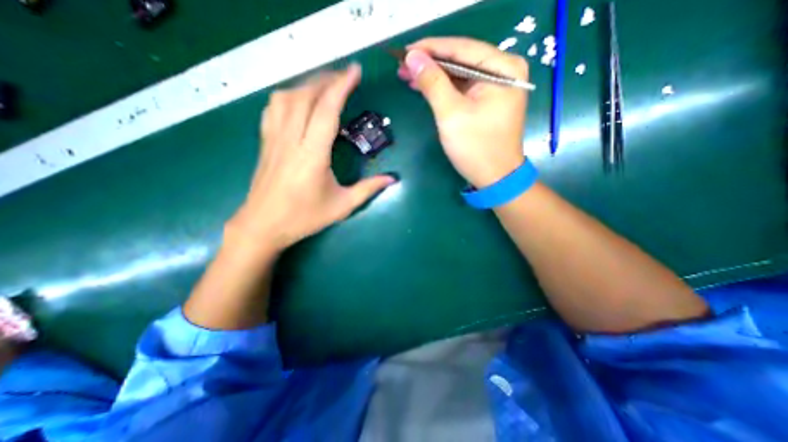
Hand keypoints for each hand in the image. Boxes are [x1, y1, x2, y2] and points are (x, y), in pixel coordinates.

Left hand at [229, 64, 400, 253]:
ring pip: (286, 97)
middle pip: (306, 96)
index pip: (326, 110)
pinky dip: (289, 96)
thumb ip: (368, 189)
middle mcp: (291, 140)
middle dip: (327, 80)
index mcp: (312, 155)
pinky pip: (273, 108)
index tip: (355, 70)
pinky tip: (299, 100)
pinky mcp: (265, 142)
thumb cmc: (304, 218)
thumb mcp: (342, 206)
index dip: (341, 86)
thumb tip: (392, 179)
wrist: (263, 225)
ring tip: (325, 86)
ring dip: (307, 85)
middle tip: (345, 77)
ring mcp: (274, 139)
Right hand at [401, 36, 528, 186]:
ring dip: (433, 76)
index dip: (430, 48)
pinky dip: (442, 89)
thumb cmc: (476, 148)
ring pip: (458, 74)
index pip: (461, 48)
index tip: (404, 51)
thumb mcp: (451, 114)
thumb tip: (412, 58)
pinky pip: (461, 88)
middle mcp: (504, 71)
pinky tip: (423, 86)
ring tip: (406, 75)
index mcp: (503, 68)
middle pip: (460, 60)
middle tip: (402, 65)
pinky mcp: (487, 101)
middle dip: (430, 63)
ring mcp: (496, 86)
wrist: (494, 178)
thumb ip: (432, 83)